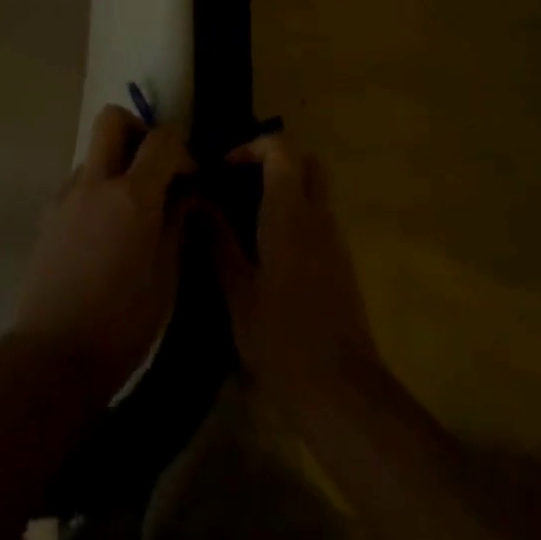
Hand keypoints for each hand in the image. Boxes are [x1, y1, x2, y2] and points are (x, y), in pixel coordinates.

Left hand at [14, 105, 195, 398]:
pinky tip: (104, 231)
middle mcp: (96, 182)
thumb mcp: (166, 276)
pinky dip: (96, 190)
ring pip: (93, 152)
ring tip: (129, 208)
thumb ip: (177, 223)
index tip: (191, 176)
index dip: (182, 148)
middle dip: (138, 130)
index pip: (162, 139)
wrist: (53, 355)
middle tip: (153, 165)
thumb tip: (186, 194)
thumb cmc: (123, 323)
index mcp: (132, 196)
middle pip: (112, 119)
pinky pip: (78, 183)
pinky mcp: (48, 214)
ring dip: (115, 163)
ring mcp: (67, 195)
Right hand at [210, 134, 382, 411]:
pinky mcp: (342, 265)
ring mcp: (334, 240)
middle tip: (239, 185)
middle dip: (274, 162)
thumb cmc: (282, 338)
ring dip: (284, 191)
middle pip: (305, 162)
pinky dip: (294, 218)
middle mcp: (318, 215)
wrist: (343, 392)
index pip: (280, 148)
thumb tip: (198, 200)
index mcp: (290, 211)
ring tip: (245, 220)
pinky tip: (267, 253)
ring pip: (314, 191)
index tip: (223, 170)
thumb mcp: (237, 290)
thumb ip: (217, 239)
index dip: (251, 147)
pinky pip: (318, 220)